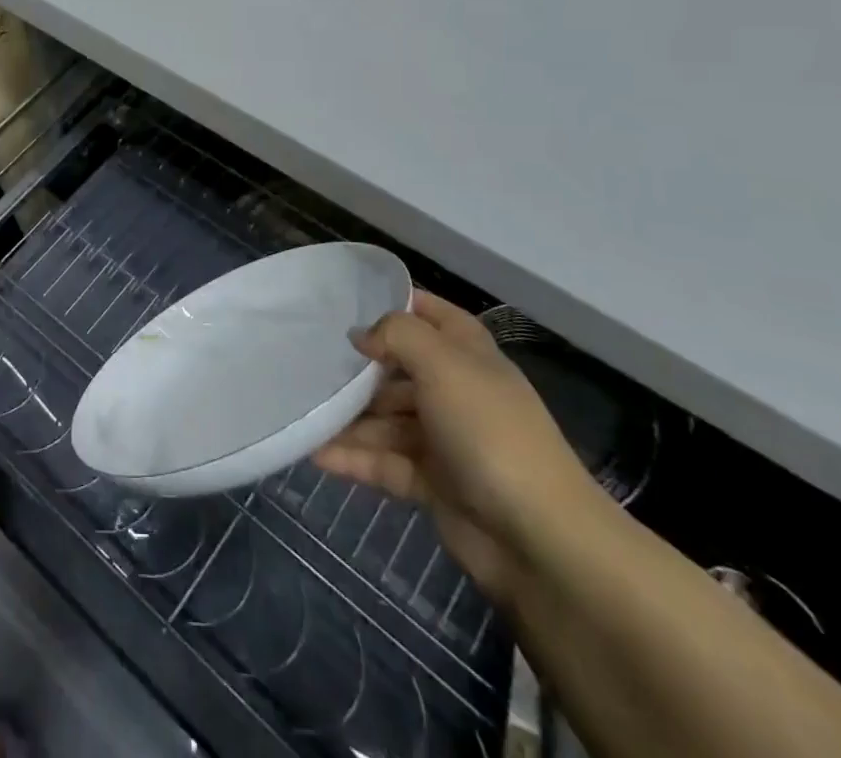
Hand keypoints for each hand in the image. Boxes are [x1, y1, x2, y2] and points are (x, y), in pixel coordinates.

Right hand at [312, 292, 605, 600]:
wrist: (539, 539)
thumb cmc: (489, 432)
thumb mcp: (442, 364)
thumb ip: (397, 334)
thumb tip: (360, 336)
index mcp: (467, 355)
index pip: (429, 314)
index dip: (394, 303)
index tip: (345, 302)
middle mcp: (455, 391)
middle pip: (397, 369)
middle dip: (357, 367)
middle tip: (306, 361)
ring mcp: (443, 439)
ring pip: (385, 418)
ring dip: (347, 417)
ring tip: (301, 410)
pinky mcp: (432, 483)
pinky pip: (383, 461)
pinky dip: (352, 457)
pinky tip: (314, 452)